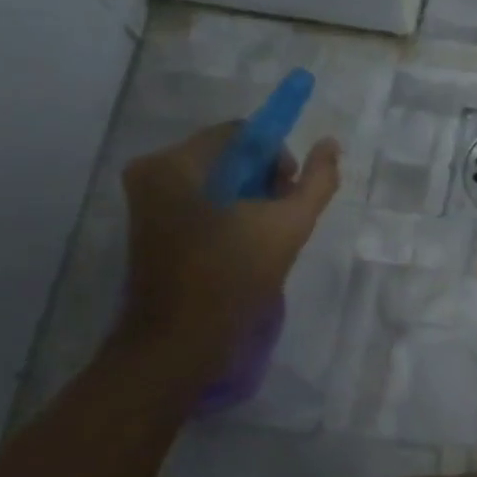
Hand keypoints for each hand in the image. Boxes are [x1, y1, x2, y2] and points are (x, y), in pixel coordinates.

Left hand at [116, 123, 340, 371]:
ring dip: (248, 200)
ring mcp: (146, 200)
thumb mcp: (288, 225)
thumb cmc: (233, 278)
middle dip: (263, 181)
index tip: (289, 195)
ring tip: (264, 237)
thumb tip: (330, 144)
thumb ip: (316, 182)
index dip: (277, 158)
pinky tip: (242, 245)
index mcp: (176, 163)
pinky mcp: (149, 226)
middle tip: (280, 219)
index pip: (241, 134)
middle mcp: (152, 171)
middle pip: (227, 155)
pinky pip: (200, 201)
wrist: (180, 342)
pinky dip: (227, 215)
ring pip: (216, 180)